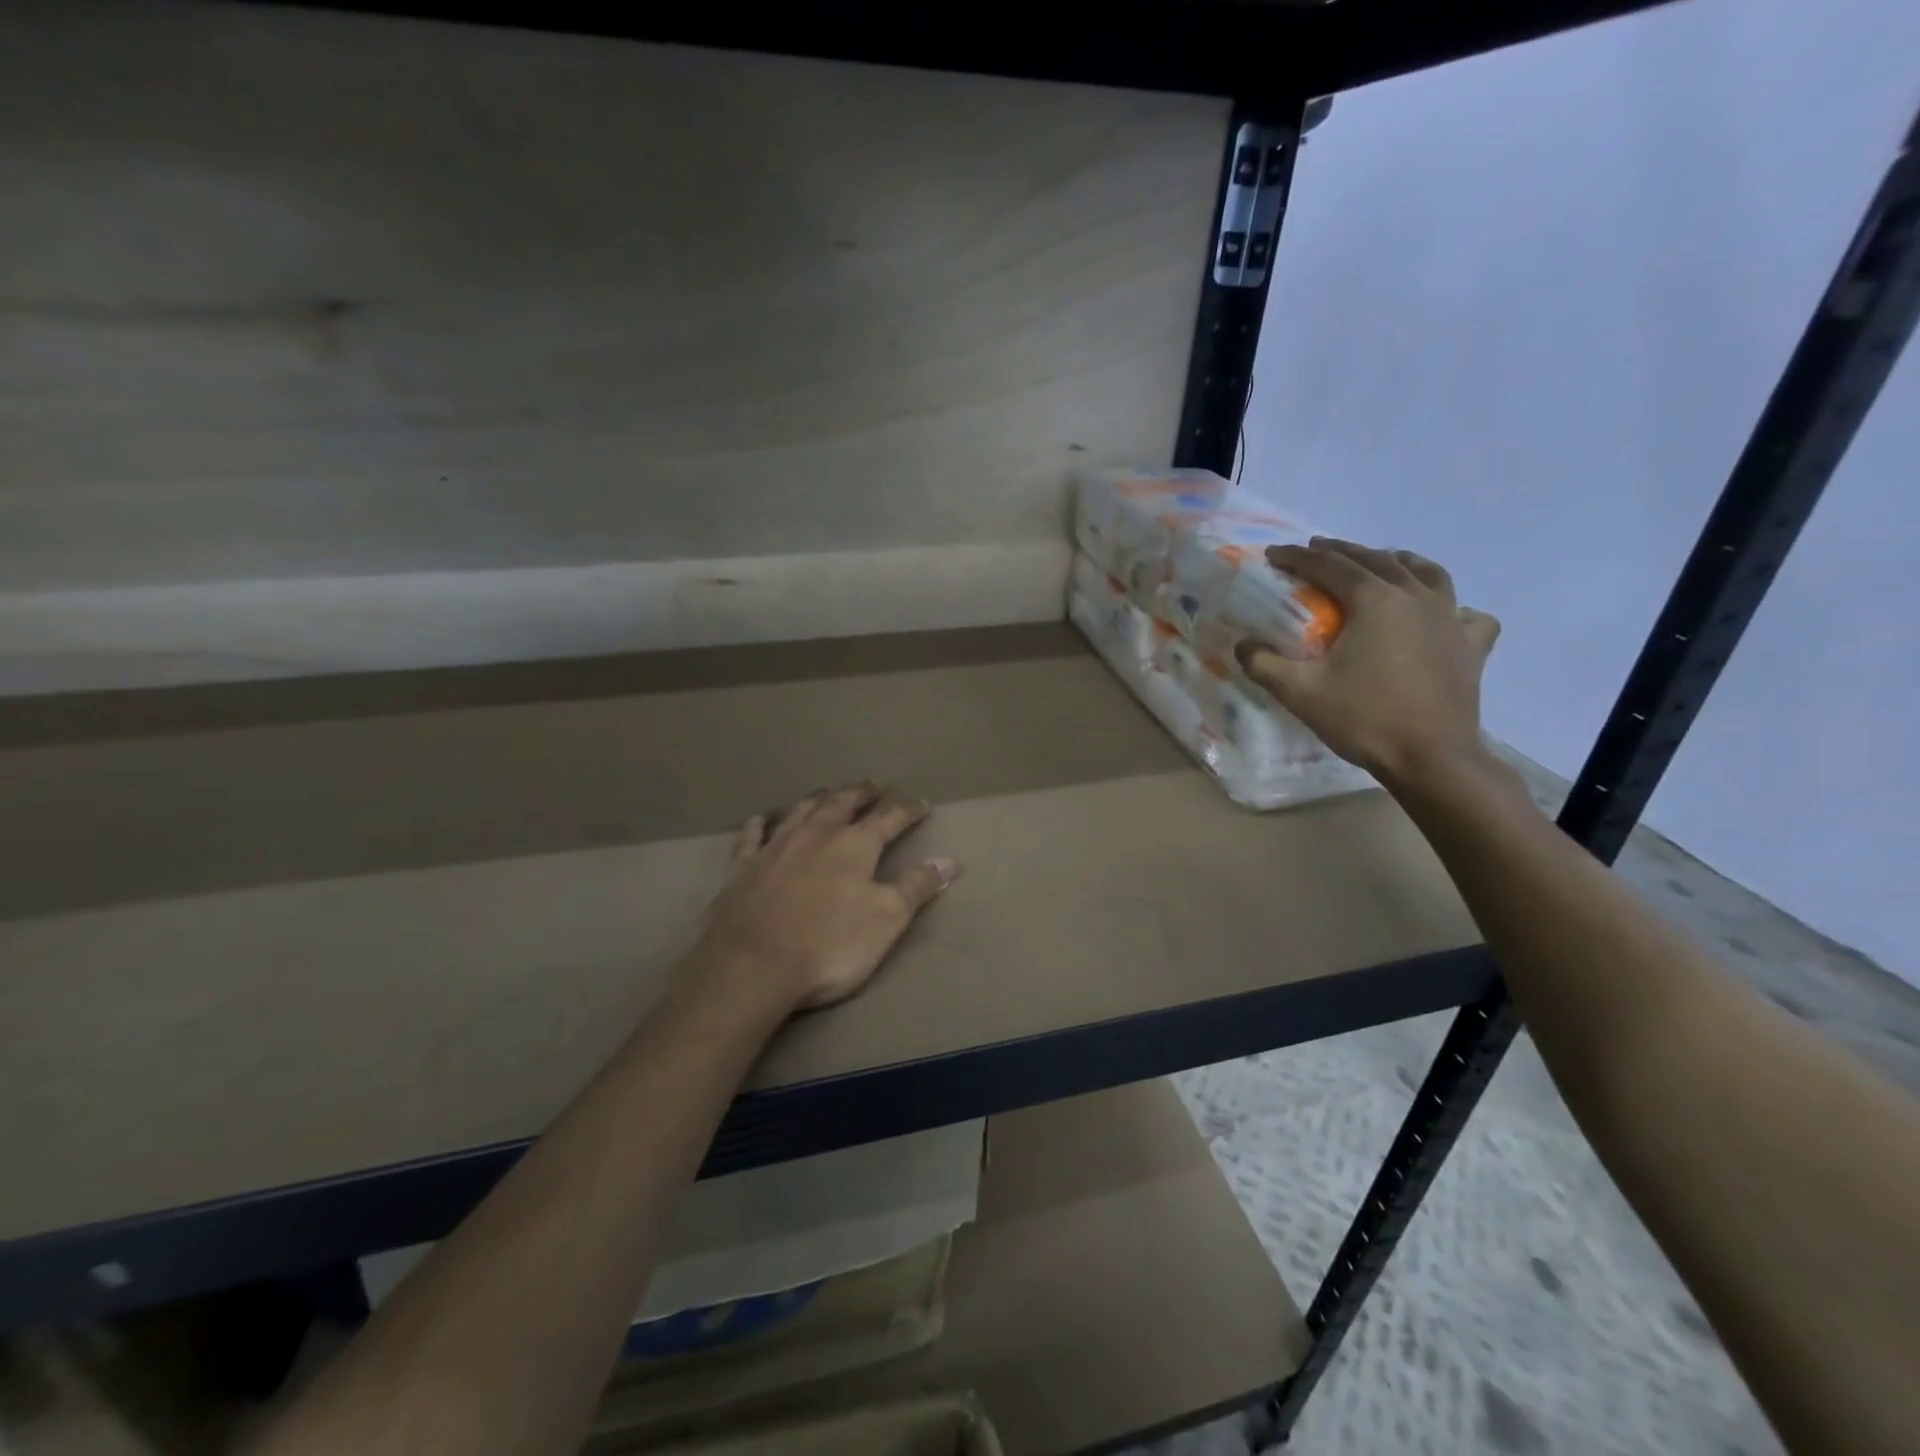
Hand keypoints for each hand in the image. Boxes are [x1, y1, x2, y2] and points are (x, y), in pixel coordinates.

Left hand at [694, 784, 959, 1011]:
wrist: (752, 965)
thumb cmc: (830, 944)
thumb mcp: (887, 919)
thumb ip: (917, 886)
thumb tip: (949, 861)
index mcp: (855, 845)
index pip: (889, 818)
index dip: (908, 810)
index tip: (922, 805)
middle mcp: (816, 834)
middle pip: (842, 803)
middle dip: (861, 793)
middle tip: (873, 787)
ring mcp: (776, 847)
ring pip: (800, 810)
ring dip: (818, 798)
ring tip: (829, 793)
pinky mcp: (743, 867)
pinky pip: (752, 836)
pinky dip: (759, 825)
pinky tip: (761, 820)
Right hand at [1236, 539, 1500, 786]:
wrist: (1431, 758)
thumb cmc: (1364, 718)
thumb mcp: (1299, 692)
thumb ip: (1263, 664)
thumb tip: (1242, 645)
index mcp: (1376, 600)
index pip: (1330, 566)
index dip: (1298, 557)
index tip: (1274, 554)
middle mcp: (1416, 598)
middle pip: (1377, 560)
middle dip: (1343, 551)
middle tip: (1317, 550)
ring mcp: (1451, 619)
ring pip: (1428, 573)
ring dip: (1399, 562)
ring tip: (1384, 562)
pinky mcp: (1472, 647)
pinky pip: (1466, 614)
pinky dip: (1451, 607)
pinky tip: (1443, 616)